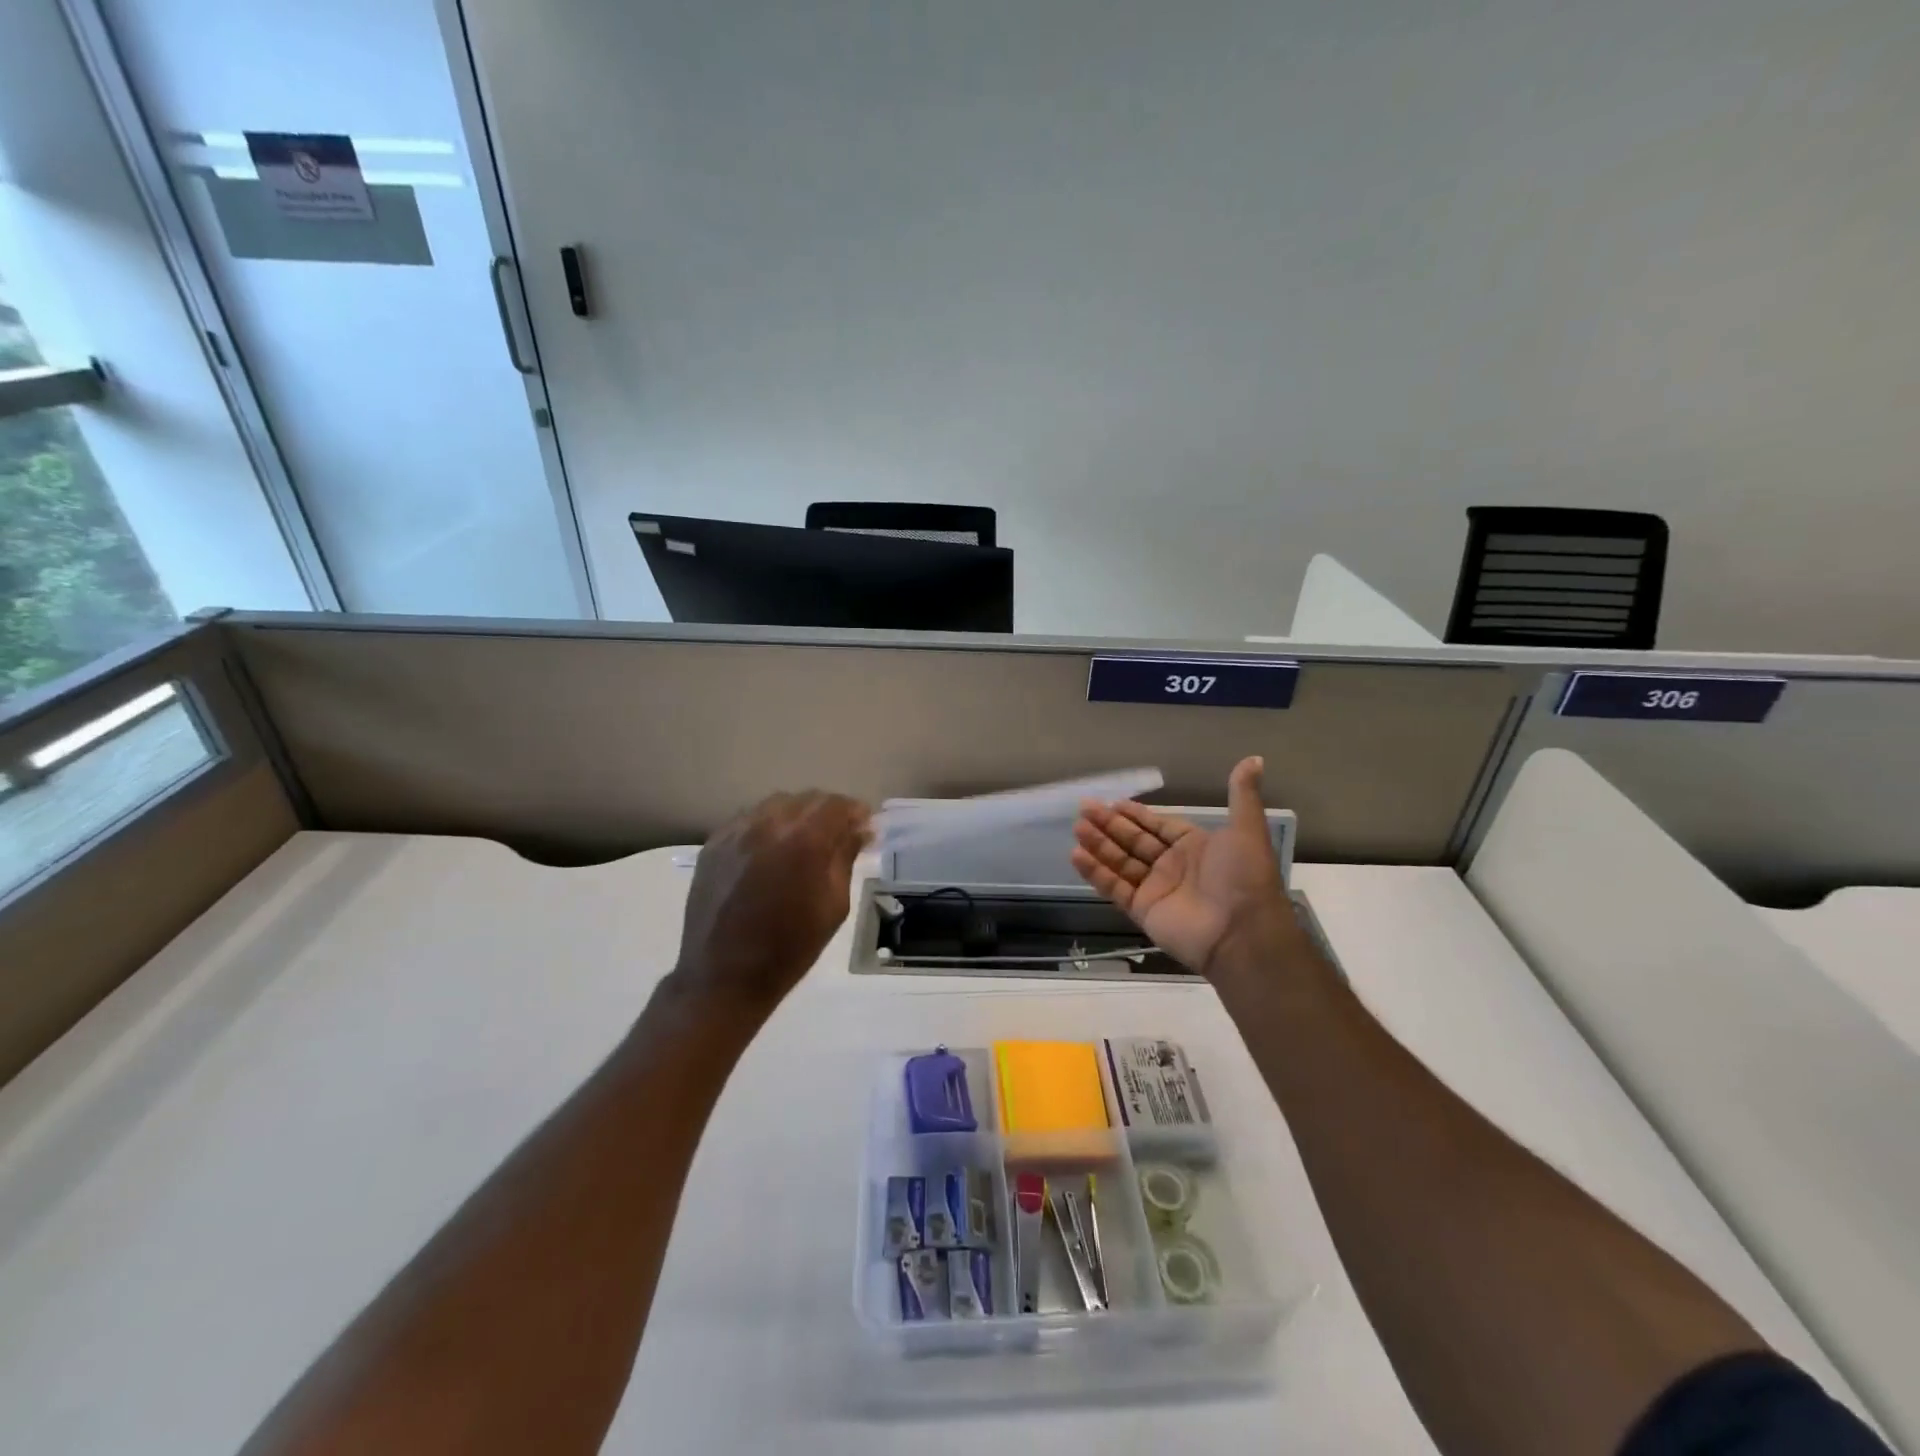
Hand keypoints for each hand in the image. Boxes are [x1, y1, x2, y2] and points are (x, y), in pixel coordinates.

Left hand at [673, 791, 870, 1010]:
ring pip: (776, 805)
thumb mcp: (833, 906)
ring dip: (797, 816)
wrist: (724, 977)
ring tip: (804, 842)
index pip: (836, 805)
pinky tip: (771, 851)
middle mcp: (768, 825)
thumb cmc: (790, 948)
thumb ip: (845, 858)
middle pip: (806, 799)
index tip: (865, 828)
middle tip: (839, 836)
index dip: (855, 812)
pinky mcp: (713, 845)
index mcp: (803, 841)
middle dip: (828, 813)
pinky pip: (748, 820)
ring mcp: (736, 832)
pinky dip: (767, 826)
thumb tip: (859, 830)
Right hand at [1071, 756, 1299, 978]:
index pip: (1158, 826)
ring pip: (1121, 862)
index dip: (1136, 814)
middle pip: (1134, 841)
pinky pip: (1115, 887)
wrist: (1242, 933)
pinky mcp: (1142, 910)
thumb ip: (1242, 795)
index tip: (1112, 802)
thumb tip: (1255, 759)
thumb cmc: (1243, 877)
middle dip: (1110, 825)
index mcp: (1195, 846)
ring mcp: (1156, 889)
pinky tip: (1077, 855)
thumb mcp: (1246, 830)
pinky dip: (1096, 872)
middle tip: (1084, 808)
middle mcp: (1173, 866)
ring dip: (1099, 845)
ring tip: (1077, 827)